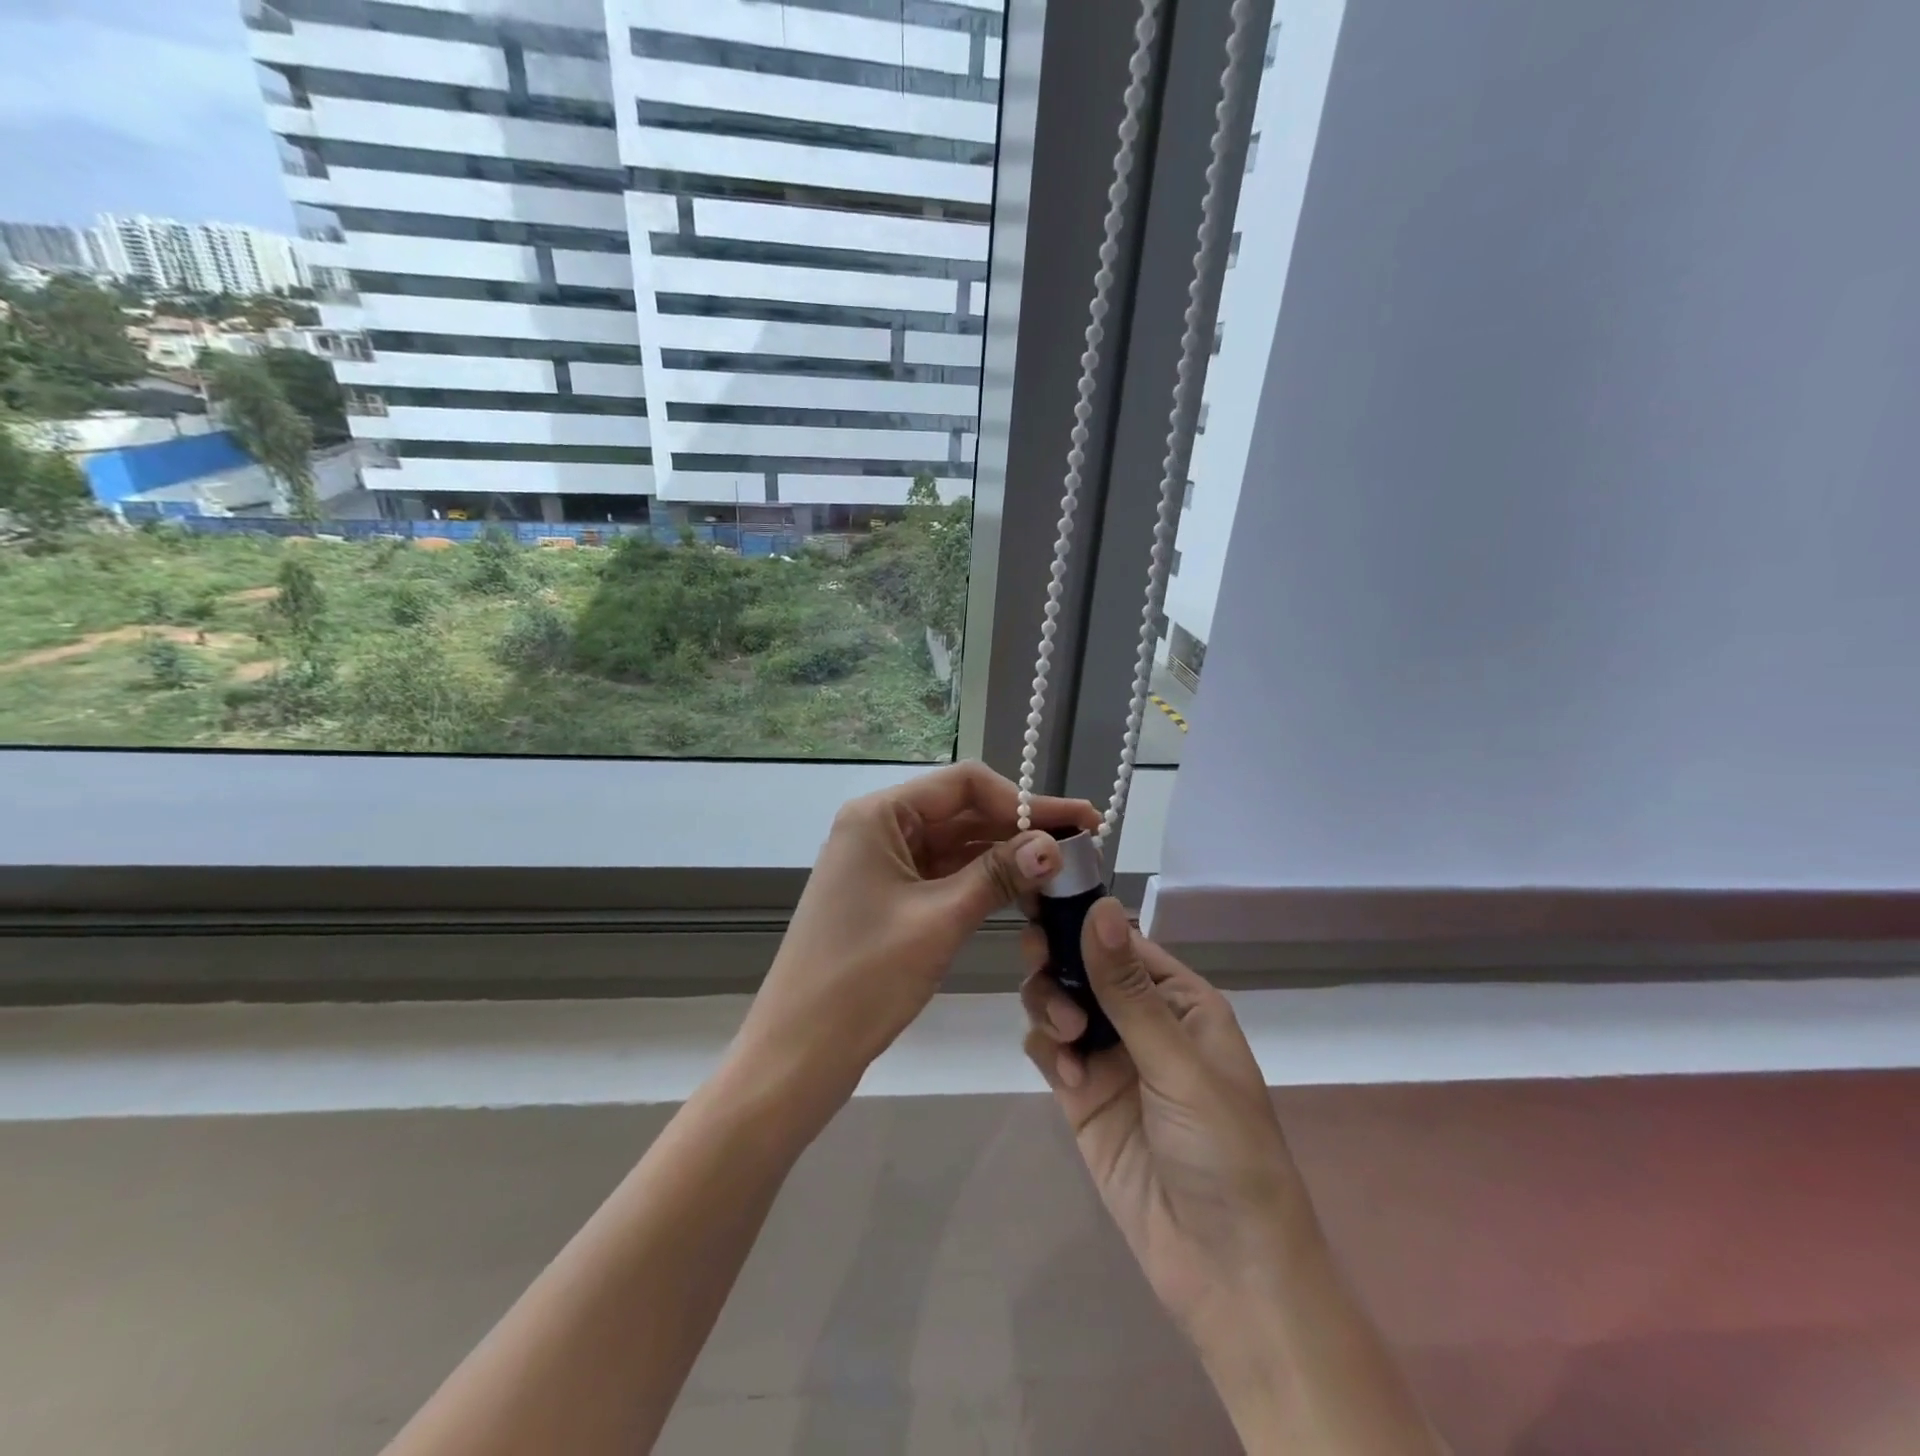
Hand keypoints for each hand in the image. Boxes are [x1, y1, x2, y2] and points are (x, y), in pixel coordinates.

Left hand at [735, 762, 1100, 1117]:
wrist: (798, 1052)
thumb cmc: (863, 979)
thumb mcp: (939, 921)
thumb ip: (998, 875)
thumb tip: (1056, 847)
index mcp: (879, 815)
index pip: (965, 785)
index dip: (1025, 800)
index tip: (1078, 822)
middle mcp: (878, 827)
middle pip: (962, 811)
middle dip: (1021, 826)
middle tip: (1084, 844)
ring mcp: (881, 862)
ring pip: (955, 843)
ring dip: (1005, 853)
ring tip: (1063, 868)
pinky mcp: (887, 895)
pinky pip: (942, 873)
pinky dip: (981, 879)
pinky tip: (1023, 889)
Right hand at [1020, 900, 1311, 1368]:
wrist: (1225, 1271)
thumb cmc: (1224, 1151)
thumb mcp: (1179, 1063)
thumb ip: (1127, 989)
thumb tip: (1099, 906)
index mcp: (1180, 1000)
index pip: (1122, 940)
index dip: (1083, 920)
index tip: (1040, 905)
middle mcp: (1142, 1020)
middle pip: (1082, 966)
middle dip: (1057, 961)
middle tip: (1038, 964)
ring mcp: (1109, 1058)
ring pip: (1058, 1002)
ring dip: (1050, 1005)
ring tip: (1066, 1037)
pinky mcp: (1081, 1095)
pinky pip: (1049, 1049)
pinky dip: (1048, 1050)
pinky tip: (1067, 1078)